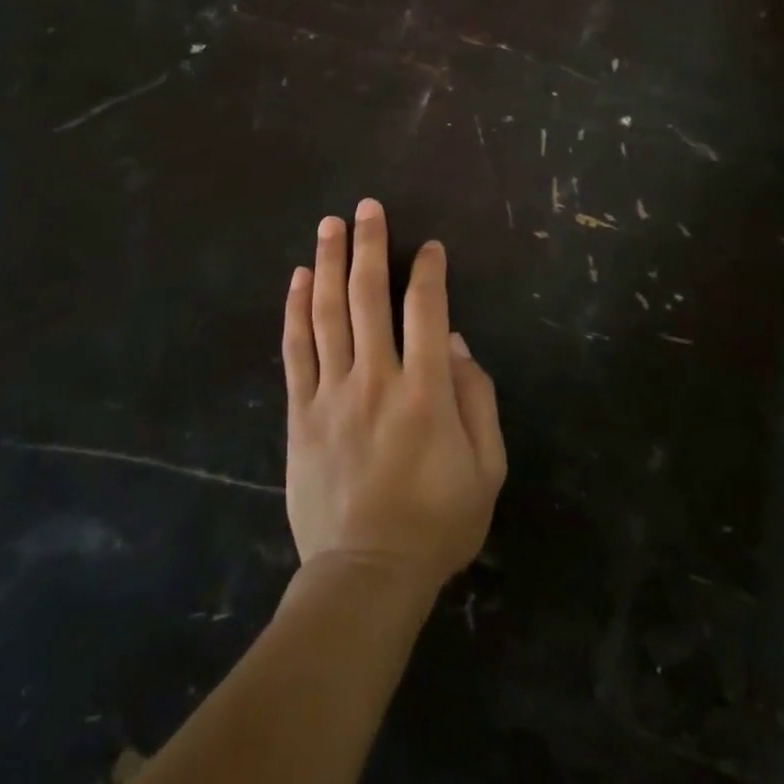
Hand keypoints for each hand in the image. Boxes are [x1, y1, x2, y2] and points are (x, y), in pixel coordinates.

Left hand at [282, 199, 506, 601]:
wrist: (366, 576)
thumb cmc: (436, 523)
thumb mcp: (486, 470)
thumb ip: (478, 401)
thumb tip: (456, 344)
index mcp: (426, 392)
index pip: (427, 311)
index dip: (430, 272)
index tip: (430, 247)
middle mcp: (377, 379)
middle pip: (369, 297)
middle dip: (371, 246)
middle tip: (368, 207)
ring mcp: (333, 394)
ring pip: (328, 313)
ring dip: (330, 264)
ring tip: (330, 225)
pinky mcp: (302, 413)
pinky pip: (296, 351)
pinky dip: (297, 310)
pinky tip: (300, 278)